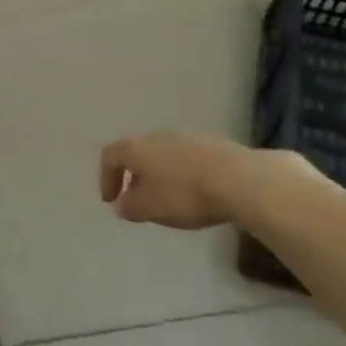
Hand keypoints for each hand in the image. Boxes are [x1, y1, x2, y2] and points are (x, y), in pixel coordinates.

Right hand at [98, 133, 304, 229]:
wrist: (238, 179)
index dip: (106, 179)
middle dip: (135, 177)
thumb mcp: (149, 208)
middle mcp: (157, 137)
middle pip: (138, 153)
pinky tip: (196, 193)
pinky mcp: (213, 145)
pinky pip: (188, 159)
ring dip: (161, 175)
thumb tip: (121, 204)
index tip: (112, 201)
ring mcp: (186, 138)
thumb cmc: (184, 194)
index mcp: (136, 148)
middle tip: (139, 200)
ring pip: (164, 155)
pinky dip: (184, 175)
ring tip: (169, 199)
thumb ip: (130, 207)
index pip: (109, 157)